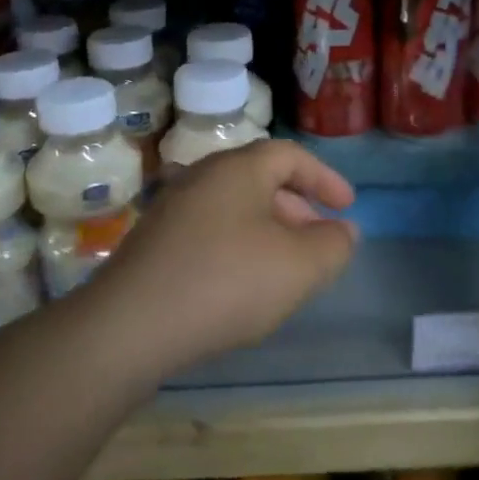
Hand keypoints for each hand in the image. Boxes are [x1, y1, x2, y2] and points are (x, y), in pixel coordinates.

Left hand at [95, 140, 358, 371]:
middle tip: (319, 240)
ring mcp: (171, 207)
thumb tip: (343, 230)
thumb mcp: (298, 267)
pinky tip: (240, 284)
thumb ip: (332, 245)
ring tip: (285, 267)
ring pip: (233, 207)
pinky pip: (208, 230)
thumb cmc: (225, 282)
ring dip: (267, 230)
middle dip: (297, 207)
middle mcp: (200, 176)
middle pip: (259, 179)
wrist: (130, 324)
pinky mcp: (153, 241)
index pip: (289, 155)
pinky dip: (237, 245)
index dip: (324, 178)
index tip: (347, 207)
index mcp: (237, 168)